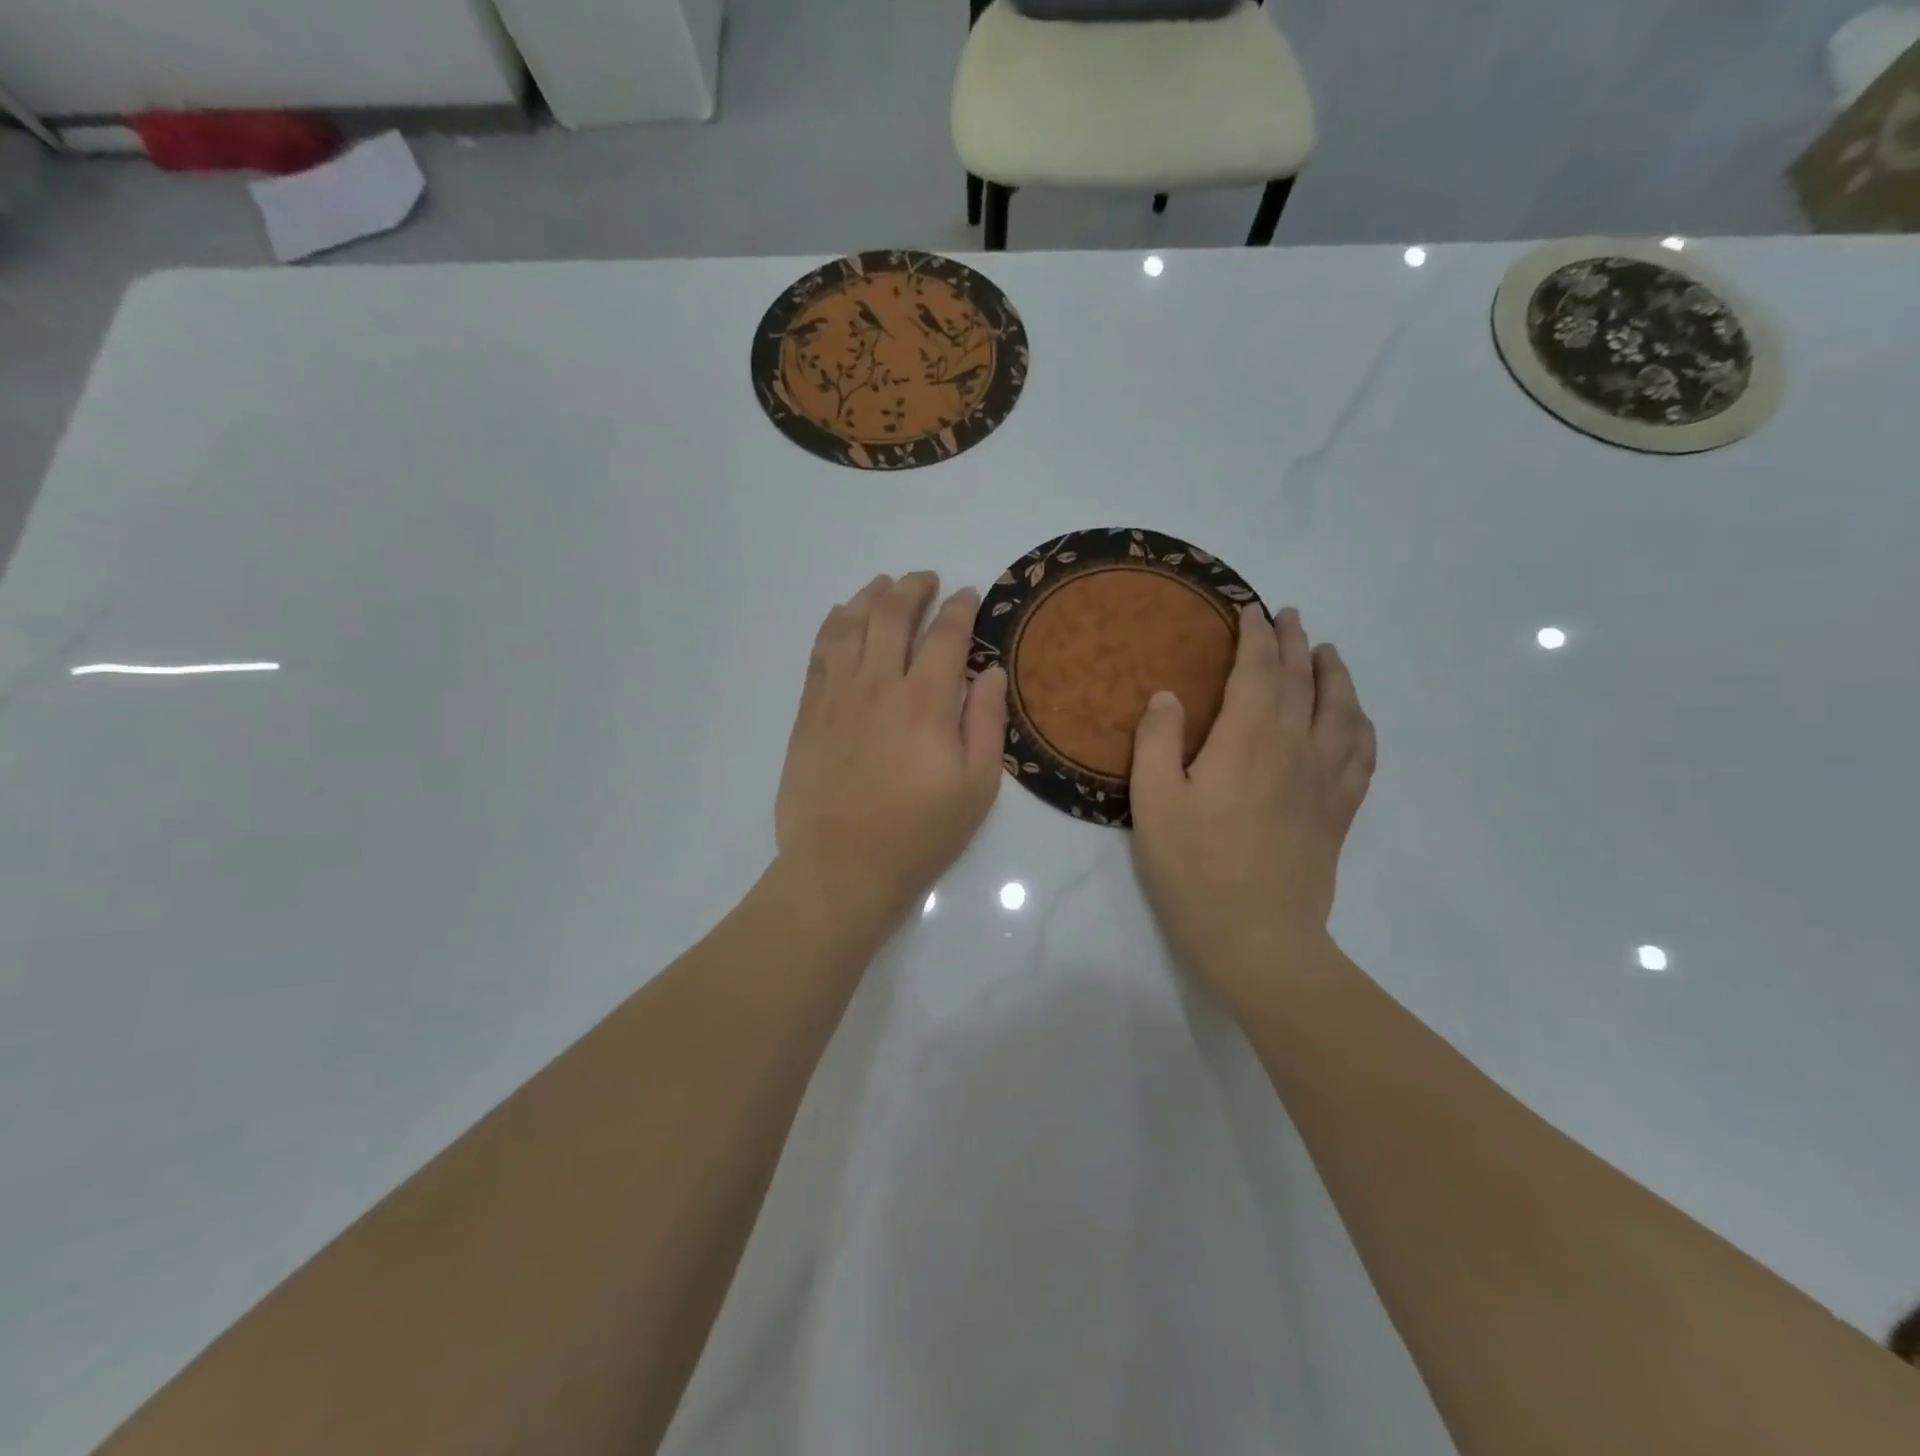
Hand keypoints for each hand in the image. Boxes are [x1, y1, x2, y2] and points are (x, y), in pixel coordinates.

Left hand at [775, 571, 1007, 931]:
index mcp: (926, 701)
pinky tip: (842, 616)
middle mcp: (878, 685)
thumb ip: (985, 722)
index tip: (969, 594)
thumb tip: (992, 671)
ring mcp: (837, 696)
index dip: (960, 608)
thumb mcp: (977, 787)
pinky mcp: (809, 713)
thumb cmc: (919, 834)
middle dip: (912, 589)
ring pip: (851, 626)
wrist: (842, 867)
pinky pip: (820, 653)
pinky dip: (833, 625)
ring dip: (870, 597)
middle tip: (926, 579)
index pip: (946, 635)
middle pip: (892, 616)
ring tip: (884, 585)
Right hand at [1128, 606, 1375, 1007]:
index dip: (1255, 636)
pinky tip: (1356, 718)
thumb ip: (1157, 741)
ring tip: (1328, 653)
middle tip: (1288, 616)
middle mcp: (1295, 747)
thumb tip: (1169, 695)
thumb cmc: (1193, 868)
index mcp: (1247, 739)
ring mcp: (1325, 779)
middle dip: (1294, 642)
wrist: (1257, 936)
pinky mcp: (1339, 810)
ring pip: (1341, 710)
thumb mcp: (1153, 802)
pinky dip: (1361, 724)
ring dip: (1335, 674)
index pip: (1258, 670)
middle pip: (1302, 680)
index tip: (1250, 610)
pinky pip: (1362, 753)